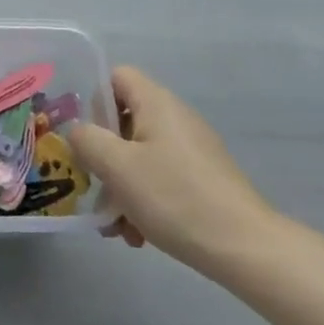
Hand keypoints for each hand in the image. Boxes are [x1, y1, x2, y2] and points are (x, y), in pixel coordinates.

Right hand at [69, 67, 283, 277]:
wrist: (243, 247)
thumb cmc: (173, 196)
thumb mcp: (117, 166)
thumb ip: (87, 140)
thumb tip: (79, 133)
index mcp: (157, 103)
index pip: (116, 77)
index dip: (93, 99)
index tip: (84, 135)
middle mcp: (176, 119)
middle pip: (125, 122)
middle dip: (103, 156)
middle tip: (92, 185)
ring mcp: (192, 150)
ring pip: (139, 156)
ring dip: (120, 186)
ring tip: (115, 224)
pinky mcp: (202, 179)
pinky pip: (160, 179)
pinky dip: (143, 201)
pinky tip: (138, 235)